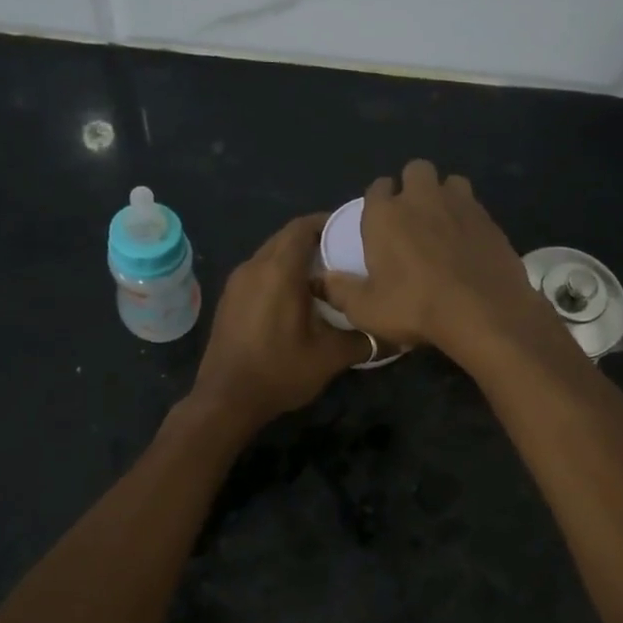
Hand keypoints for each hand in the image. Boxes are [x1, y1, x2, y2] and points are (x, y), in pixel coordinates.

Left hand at [189, 214, 366, 432]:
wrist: (225, 399)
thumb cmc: (279, 371)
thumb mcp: (330, 357)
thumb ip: (365, 340)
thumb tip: (396, 337)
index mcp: (279, 270)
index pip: (304, 227)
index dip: (328, 222)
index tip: (352, 231)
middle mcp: (254, 266)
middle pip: (286, 237)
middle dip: (314, 239)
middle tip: (344, 255)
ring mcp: (237, 282)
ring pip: (270, 254)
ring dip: (295, 258)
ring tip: (324, 277)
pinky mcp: (229, 299)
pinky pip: (258, 272)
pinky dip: (278, 273)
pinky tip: (296, 298)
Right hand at [316, 160, 564, 366]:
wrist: (483, 313)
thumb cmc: (415, 308)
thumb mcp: (366, 310)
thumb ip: (340, 290)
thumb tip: (321, 279)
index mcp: (385, 214)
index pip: (377, 187)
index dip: (378, 200)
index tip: (380, 222)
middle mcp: (422, 198)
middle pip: (416, 170)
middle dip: (412, 186)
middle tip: (412, 218)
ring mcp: (461, 205)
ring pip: (451, 182)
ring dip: (445, 196)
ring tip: (443, 225)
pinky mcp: (491, 220)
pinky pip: (476, 207)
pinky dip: (469, 219)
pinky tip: (468, 245)